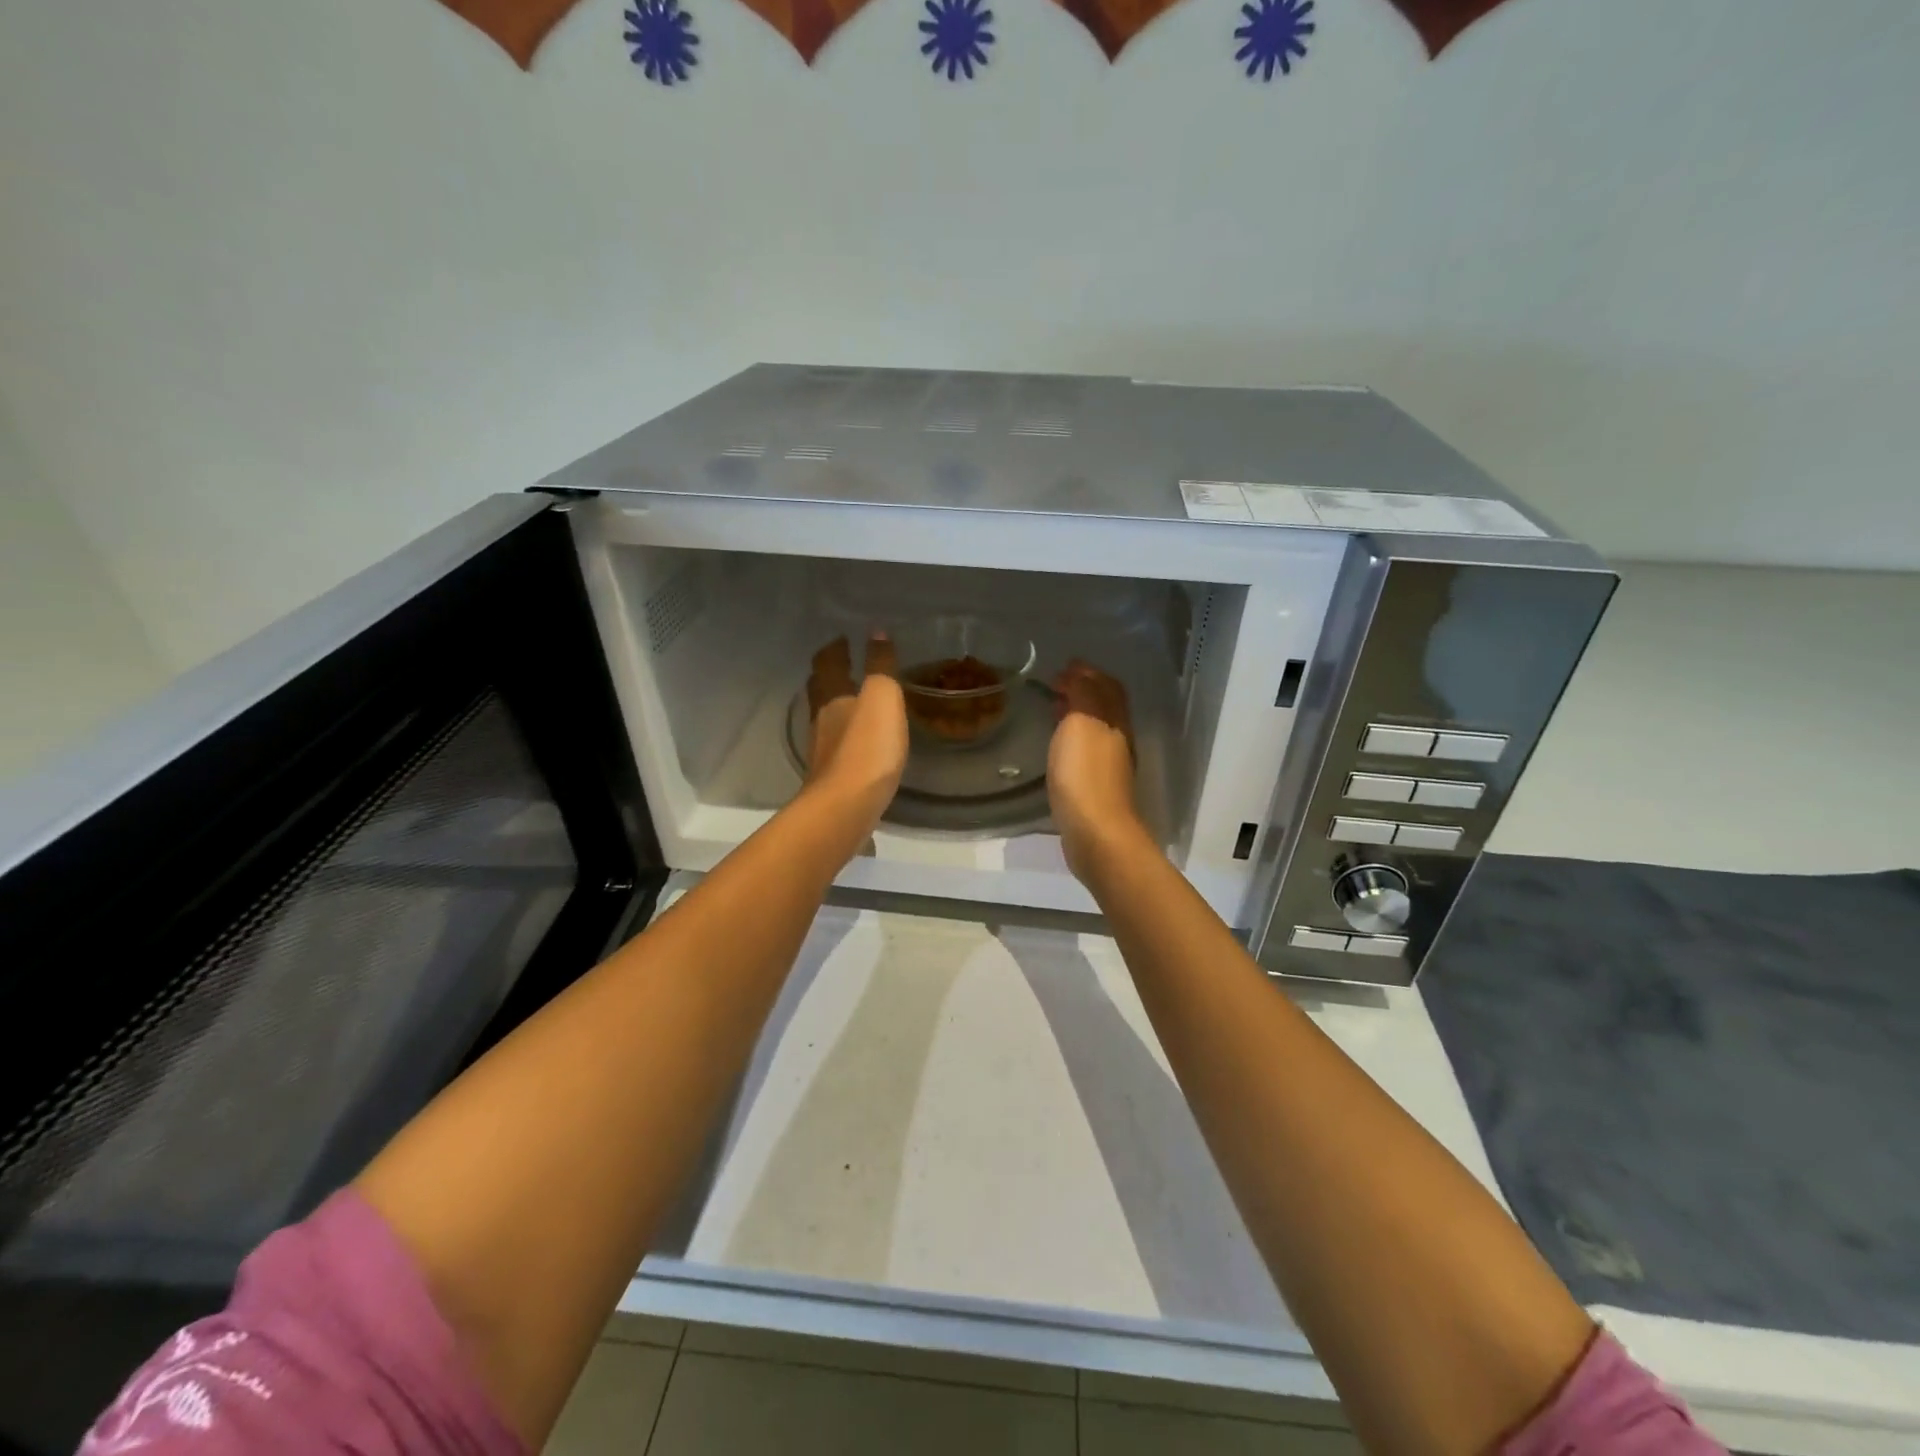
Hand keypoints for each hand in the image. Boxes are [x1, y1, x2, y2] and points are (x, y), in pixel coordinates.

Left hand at [805, 633, 907, 835]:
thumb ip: (880, 665)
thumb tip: (875, 631)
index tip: (841, 638)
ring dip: (835, 707)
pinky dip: (844, 737)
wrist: (846, 808)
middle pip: (819, 691)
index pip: (828, 664)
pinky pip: (836, 747)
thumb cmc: (867, 747)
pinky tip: (858, 744)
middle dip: (828, 676)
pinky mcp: (831, 778)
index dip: (834, 649)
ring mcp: (823, 752)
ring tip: (853, 702)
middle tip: (841, 665)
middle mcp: (821, 721)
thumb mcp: (882, 698)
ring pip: (825, 719)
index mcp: (833, 697)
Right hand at [1047, 661, 1147, 882]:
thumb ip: (1082, 694)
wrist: (1095, 833)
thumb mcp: (1081, 722)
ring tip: (1054, 712)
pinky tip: (1058, 748)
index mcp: (1116, 720)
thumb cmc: (1084, 773)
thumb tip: (1078, 673)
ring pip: (1097, 730)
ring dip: (1078, 716)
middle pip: (1106, 708)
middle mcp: (1119, 740)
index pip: (1108, 687)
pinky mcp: (1098, 789)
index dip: (1088, 673)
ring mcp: (1111, 767)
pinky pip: (1087, 752)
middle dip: (1084, 692)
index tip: (1063, 667)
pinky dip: (1074, 740)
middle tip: (1056, 686)